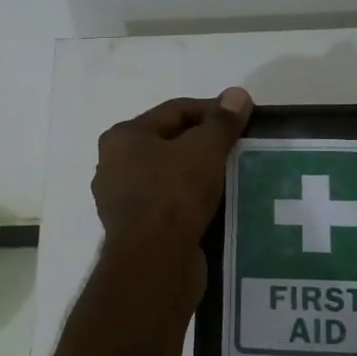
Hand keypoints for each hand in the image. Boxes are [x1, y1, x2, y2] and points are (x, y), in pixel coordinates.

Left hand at [94, 89, 252, 257]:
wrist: (154, 261)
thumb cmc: (174, 194)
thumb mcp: (204, 149)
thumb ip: (222, 121)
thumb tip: (238, 94)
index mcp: (123, 137)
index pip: (174, 110)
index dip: (212, 111)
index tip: (242, 121)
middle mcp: (114, 165)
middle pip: (169, 143)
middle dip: (204, 144)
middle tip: (238, 149)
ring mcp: (121, 200)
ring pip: (168, 176)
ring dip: (198, 174)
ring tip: (232, 177)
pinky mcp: (135, 230)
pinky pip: (168, 205)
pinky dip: (190, 201)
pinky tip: (215, 205)